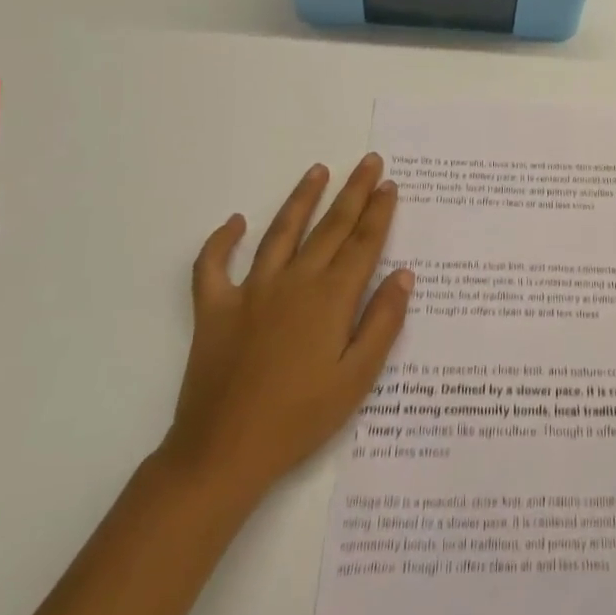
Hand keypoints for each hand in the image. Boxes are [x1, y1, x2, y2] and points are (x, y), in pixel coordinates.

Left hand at [158, 154, 414, 516]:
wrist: (223, 453)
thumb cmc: (300, 418)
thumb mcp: (356, 378)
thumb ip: (383, 323)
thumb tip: (403, 275)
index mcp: (331, 298)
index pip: (362, 243)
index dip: (379, 211)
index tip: (390, 184)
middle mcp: (294, 282)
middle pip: (330, 227)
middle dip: (354, 192)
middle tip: (369, 162)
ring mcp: (250, 291)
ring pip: (280, 232)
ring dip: (301, 199)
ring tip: (318, 171)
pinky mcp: (214, 309)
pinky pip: (212, 266)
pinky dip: (221, 241)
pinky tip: (234, 222)